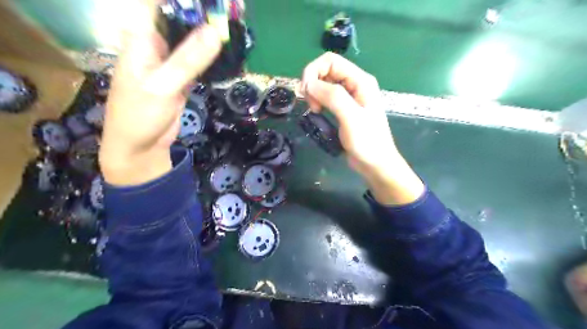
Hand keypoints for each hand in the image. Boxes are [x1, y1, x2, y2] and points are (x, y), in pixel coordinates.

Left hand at [99, 0, 221, 185]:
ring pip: (191, 40)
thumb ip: (188, 59)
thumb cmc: (140, 114)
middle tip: (232, 9)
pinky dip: (211, 55)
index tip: (211, 0)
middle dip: (202, 13)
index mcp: (141, 37)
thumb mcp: (163, 85)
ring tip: (233, 24)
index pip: (157, 3)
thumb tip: (216, 31)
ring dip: (210, 33)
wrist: (141, 146)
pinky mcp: (181, 77)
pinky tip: (227, 50)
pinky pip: (198, 60)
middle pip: (179, 18)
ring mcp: (170, 61)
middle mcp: (155, 44)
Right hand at [300, 51, 424, 203]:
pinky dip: (318, 101)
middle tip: (311, 105)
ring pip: (324, 84)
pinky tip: (317, 113)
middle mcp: (354, 84)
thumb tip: (309, 84)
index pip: (330, 61)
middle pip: (326, 71)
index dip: (313, 71)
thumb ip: (333, 97)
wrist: (375, 163)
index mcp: (360, 81)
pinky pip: (326, 97)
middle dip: (313, 83)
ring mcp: (349, 97)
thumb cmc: (367, 142)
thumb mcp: (351, 117)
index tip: (306, 92)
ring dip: (314, 93)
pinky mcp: (344, 108)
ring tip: (314, 110)